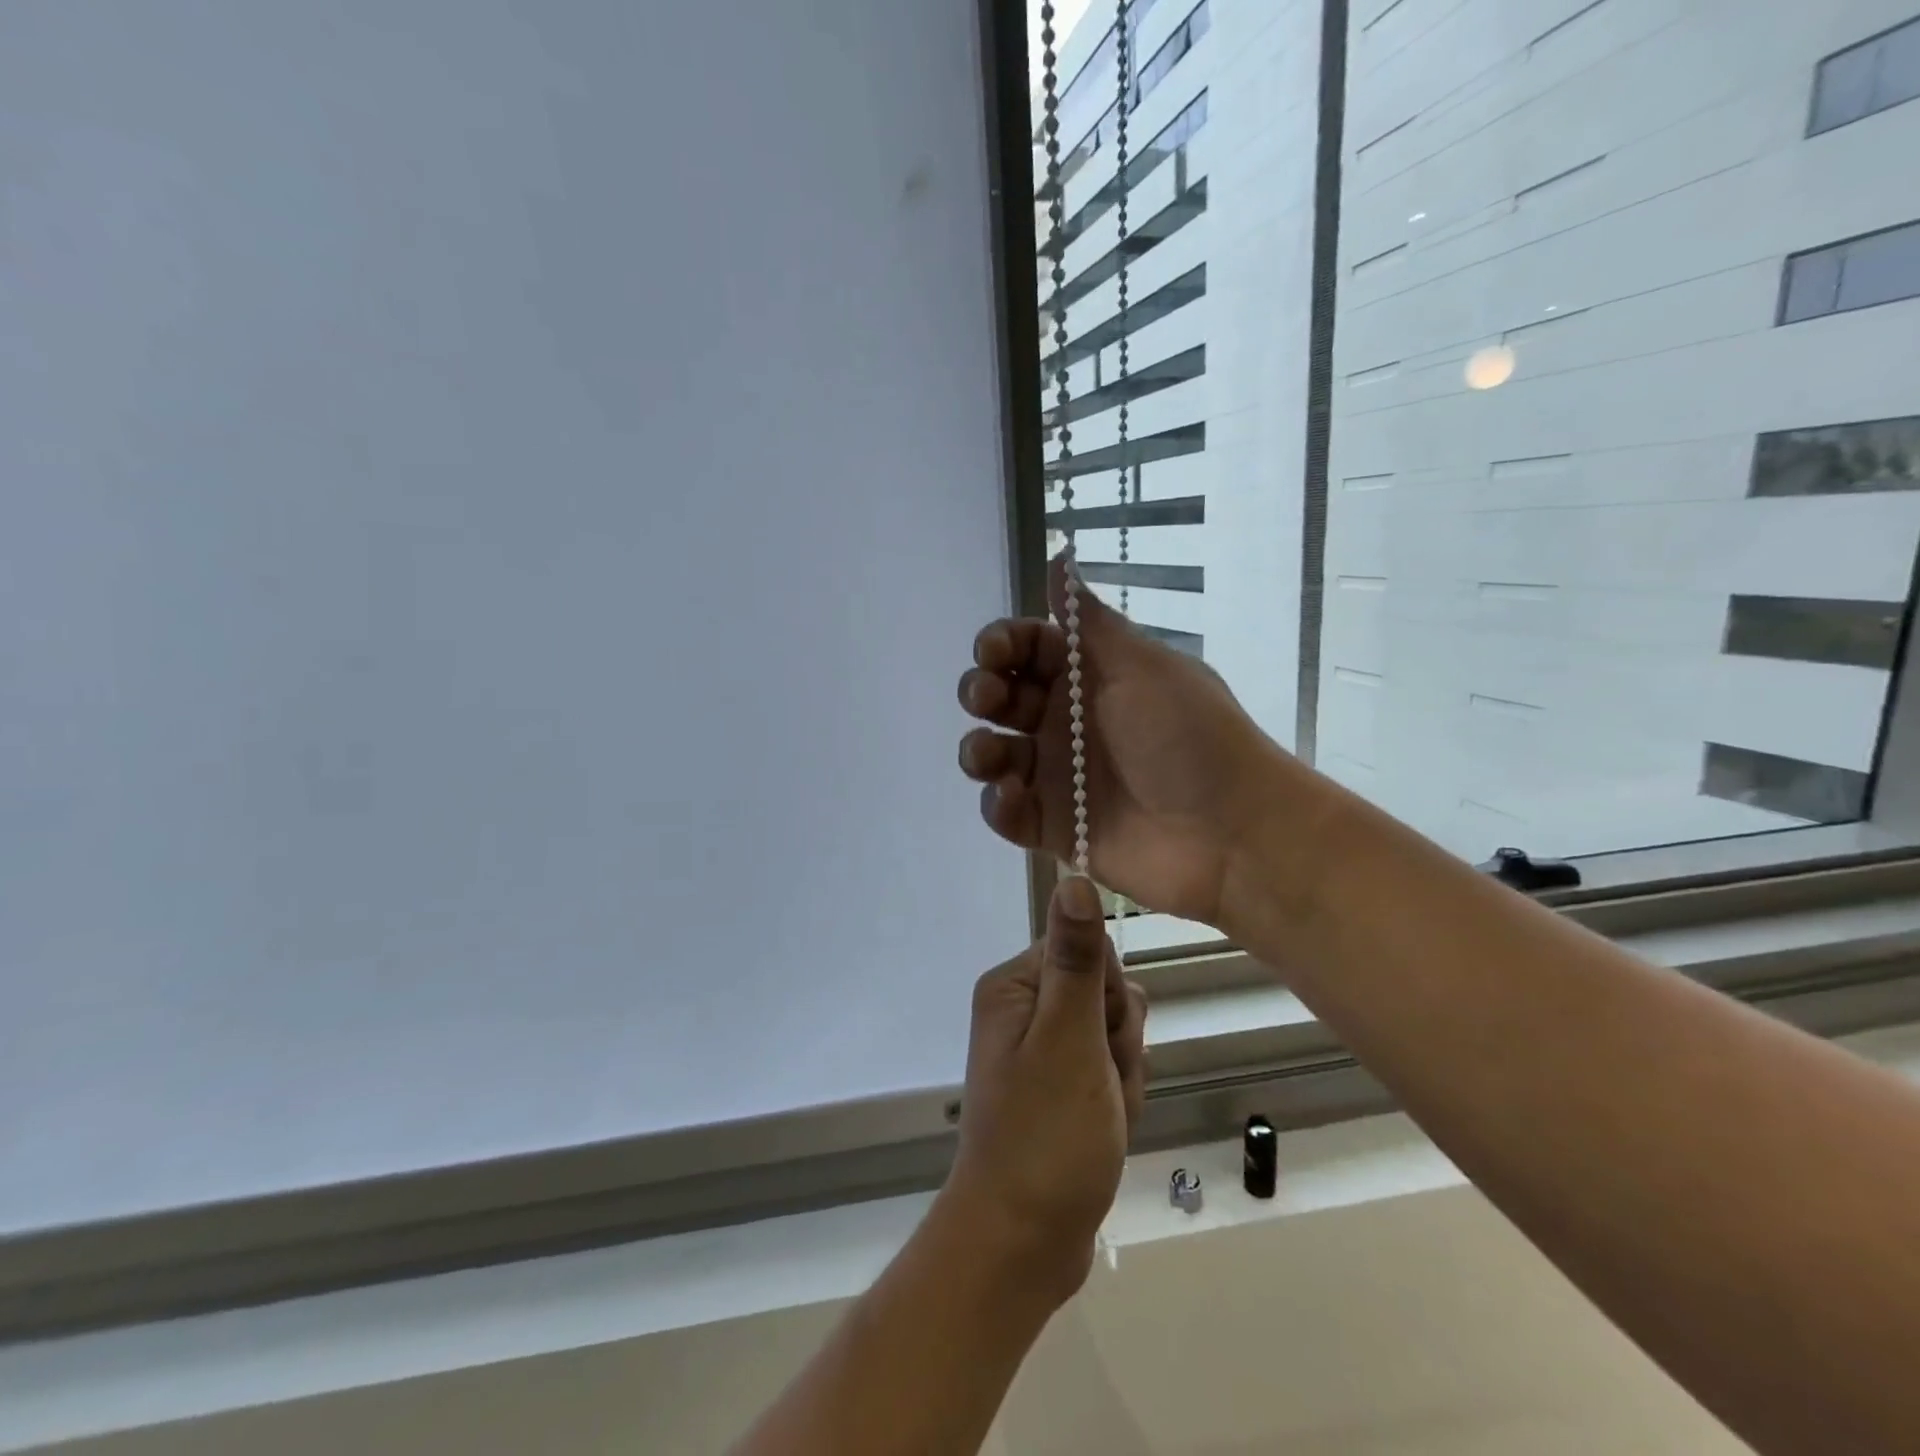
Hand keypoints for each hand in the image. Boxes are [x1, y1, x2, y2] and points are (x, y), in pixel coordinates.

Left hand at [940, 876, 1147, 1306]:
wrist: (1025, 1241)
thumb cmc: (1047, 1135)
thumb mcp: (1069, 1039)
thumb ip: (1077, 959)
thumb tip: (1073, 875)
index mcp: (1014, 987)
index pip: (1086, 950)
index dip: (1108, 996)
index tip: (1102, 1037)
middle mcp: (1023, 1009)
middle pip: (1104, 993)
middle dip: (1119, 1042)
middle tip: (1099, 1084)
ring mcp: (1042, 1050)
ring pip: (1114, 1034)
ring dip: (1123, 1074)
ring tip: (1102, 1114)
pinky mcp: (1060, 1086)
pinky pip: (1108, 1070)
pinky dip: (1118, 1098)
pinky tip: (1104, 1130)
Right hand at [957, 559, 1280, 924]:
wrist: (1231, 832)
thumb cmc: (1188, 736)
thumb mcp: (1142, 666)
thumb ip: (1089, 620)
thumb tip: (1060, 554)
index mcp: (1090, 676)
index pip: (1028, 649)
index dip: (1002, 644)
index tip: (992, 652)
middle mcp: (1067, 722)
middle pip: (1002, 698)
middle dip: (982, 691)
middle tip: (988, 697)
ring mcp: (1059, 776)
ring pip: (995, 755)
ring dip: (979, 750)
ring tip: (991, 756)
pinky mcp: (1056, 827)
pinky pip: (1009, 813)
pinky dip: (998, 805)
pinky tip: (1012, 796)